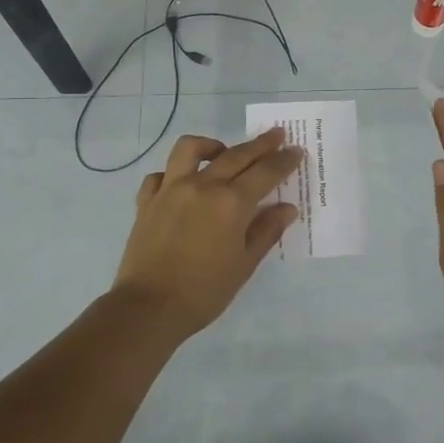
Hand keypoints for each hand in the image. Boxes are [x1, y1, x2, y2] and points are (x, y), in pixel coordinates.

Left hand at [113, 127, 303, 339]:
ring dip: (211, 145)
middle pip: (236, 155)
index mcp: (231, 202)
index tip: (296, 150)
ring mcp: (171, 189)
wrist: (148, 308)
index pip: (266, 172)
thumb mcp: (244, 264)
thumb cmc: (204, 291)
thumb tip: (286, 208)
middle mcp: (203, 185)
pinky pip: (160, 174)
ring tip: (222, 152)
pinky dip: (173, 173)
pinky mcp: (147, 200)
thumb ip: (266, 231)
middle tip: (276, 135)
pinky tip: (182, 183)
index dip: (284, 160)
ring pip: (191, 149)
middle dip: (260, 144)